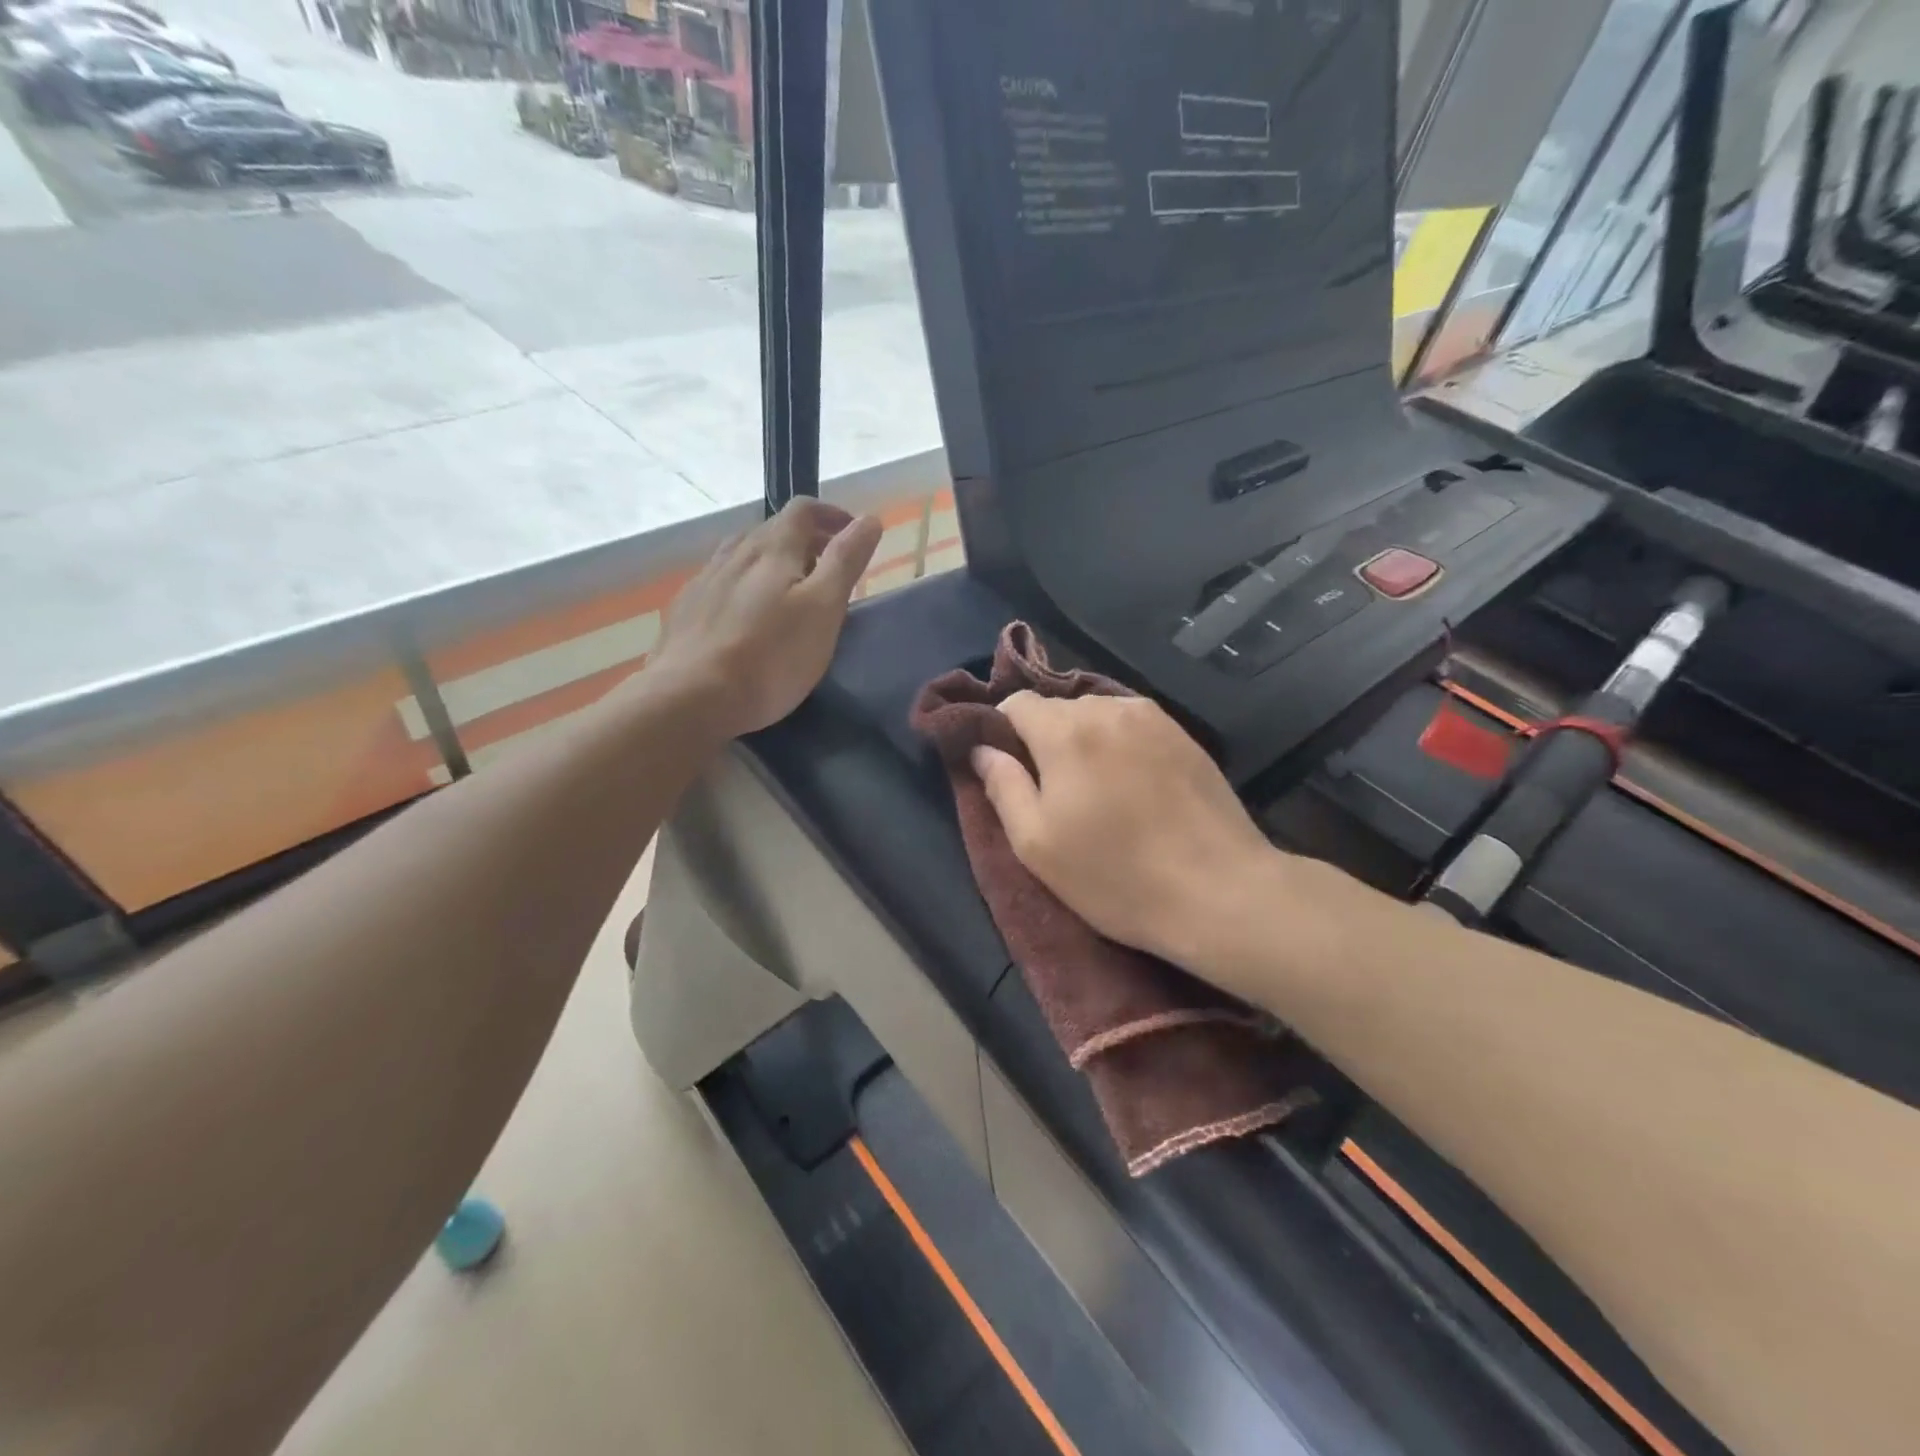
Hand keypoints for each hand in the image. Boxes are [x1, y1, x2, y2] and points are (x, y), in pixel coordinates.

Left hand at [649, 499, 882, 738]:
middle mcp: (735, 553)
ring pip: (743, 556)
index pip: (804, 510)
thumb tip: (868, 519)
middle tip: (829, 570)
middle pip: (773, 530)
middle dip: (806, 541)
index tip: (853, 534)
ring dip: (772, 562)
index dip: (832, 515)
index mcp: (773, 548)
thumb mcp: (823, 609)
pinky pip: (720, 583)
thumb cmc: (771, 656)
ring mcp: (704, 580)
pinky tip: (746, 616)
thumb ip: (845, 561)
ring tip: (788, 591)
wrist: (691, 697)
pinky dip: (744, 587)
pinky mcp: (685, 610)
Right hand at [971, 693, 1281, 968]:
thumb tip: (981, 749)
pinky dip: (1118, 745)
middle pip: (1057, 708)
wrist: (1219, 891)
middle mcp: (1107, 709)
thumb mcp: (1037, 844)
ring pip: (1096, 715)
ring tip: (1095, 790)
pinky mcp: (1184, 735)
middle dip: (1044, 739)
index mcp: (1065, 731)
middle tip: (1053, 791)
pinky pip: (1131, 725)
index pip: (1015, 702)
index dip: (1002, 731)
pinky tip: (1132, 786)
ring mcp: (1152, 718)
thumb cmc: (1115, 875)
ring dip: (1084, 741)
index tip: (1008, 770)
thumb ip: (1003, 786)